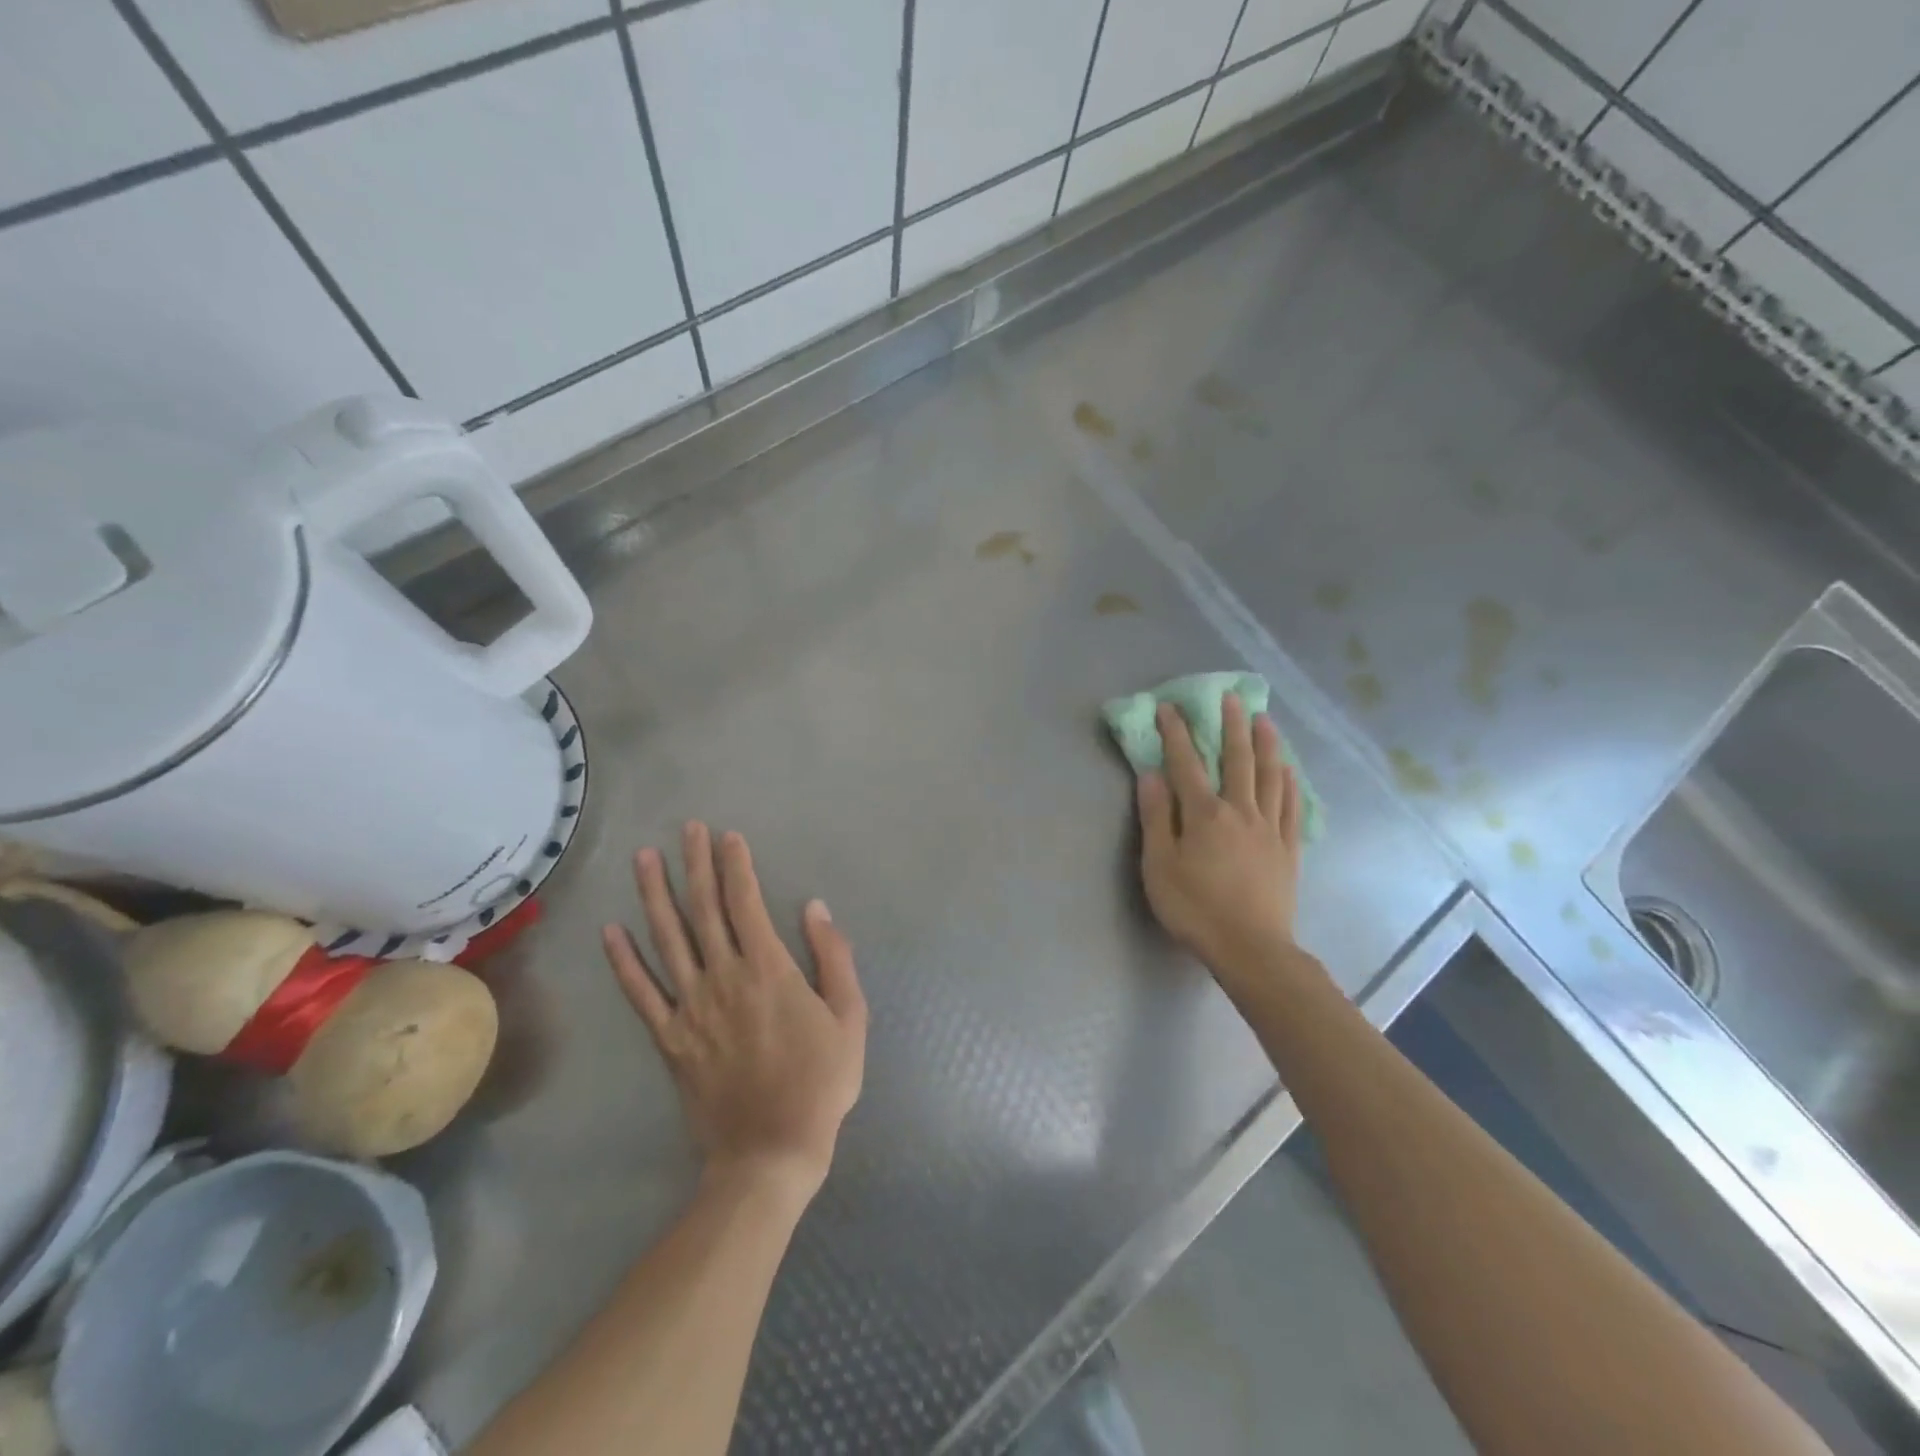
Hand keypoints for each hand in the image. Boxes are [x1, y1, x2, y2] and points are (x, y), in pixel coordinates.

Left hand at [602, 822, 866, 1202]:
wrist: (770, 1151)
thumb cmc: (820, 1082)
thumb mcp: (850, 1017)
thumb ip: (833, 957)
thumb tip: (814, 908)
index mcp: (769, 969)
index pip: (746, 903)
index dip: (736, 866)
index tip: (728, 836)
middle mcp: (724, 977)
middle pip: (705, 910)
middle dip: (696, 864)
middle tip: (687, 828)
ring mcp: (691, 1007)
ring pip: (667, 940)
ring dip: (655, 896)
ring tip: (644, 859)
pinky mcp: (669, 1038)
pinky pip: (641, 993)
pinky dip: (624, 961)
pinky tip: (610, 931)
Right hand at [1136, 695, 1305, 985]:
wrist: (1251, 948)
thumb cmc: (1195, 908)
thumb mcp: (1159, 865)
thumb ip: (1156, 817)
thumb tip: (1151, 774)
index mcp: (1204, 814)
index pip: (1186, 763)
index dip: (1176, 733)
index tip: (1169, 707)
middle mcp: (1240, 810)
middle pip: (1237, 759)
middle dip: (1231, 726)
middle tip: (1231, 698)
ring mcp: (1269, 828)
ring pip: (1270, 775)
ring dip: (1266, 744)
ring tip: (1265, 719)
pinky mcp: (1288, 847)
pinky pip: (1291, 805)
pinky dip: (1288, 781)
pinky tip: (1288, 769)